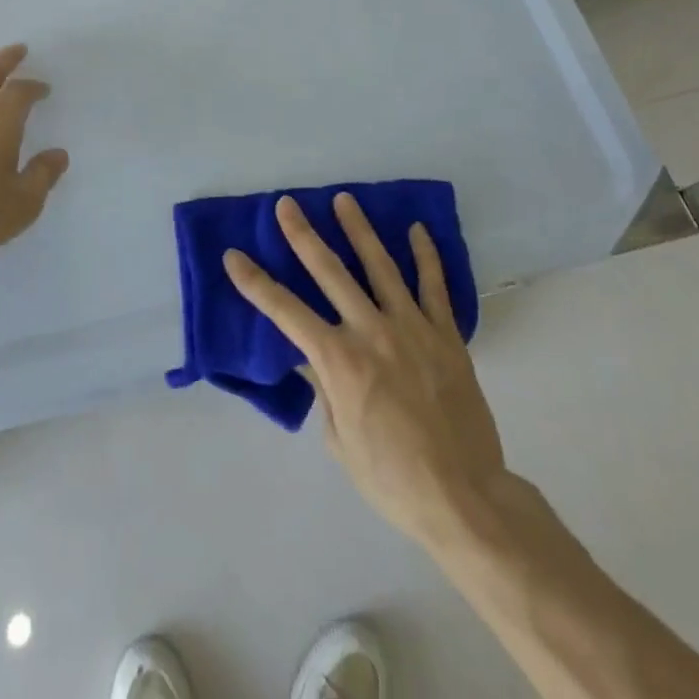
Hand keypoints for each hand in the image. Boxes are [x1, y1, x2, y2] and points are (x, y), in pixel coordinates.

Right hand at [223, 192, 506, 551]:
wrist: (464, 498)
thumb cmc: (391, 478)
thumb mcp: (339, 441)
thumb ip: (324, 390)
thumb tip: (311, 359)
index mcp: (339, 360)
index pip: (285, 312)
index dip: (255, 283)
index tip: (234, 256)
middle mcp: (371, 332)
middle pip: (330, 272)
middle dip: (303, 235)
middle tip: (287, 204)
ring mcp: (412, 329)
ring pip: (380, 267)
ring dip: (359, 230)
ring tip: (344, 200)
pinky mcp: (446, 336)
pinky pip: (435, 287)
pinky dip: (426, 257)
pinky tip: (417, 230)